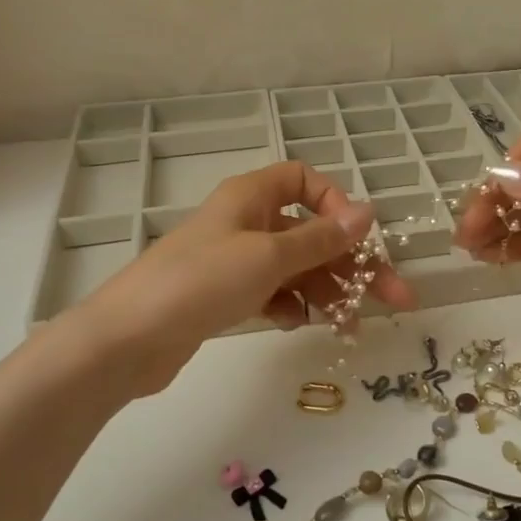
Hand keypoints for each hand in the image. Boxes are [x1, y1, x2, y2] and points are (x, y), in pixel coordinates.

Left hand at [58, 162, 415, 396]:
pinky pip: (274, 291)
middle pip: (311, 232)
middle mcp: (247, 221)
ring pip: (297, 267)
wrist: (126, 340)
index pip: (305, 180)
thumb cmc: (201, 282)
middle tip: (394, 298)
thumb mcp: (270, 256)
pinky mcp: (226, 295)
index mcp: (253, 196)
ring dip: (328, 290)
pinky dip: (293, 305)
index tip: (357, 237)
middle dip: (352, 264)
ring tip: (351, 326)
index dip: (336, 203)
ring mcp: (235, 260)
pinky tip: (302, 324)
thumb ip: (322, 237)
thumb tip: (369, 211)